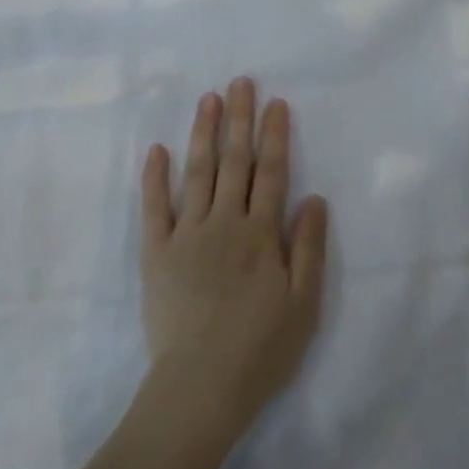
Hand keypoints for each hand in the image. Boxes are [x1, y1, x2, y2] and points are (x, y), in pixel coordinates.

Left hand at [139, 78, 328, 439]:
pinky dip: (155, 177)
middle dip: (239, 118)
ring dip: (203, 132)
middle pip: (234, 161)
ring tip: (207, 99)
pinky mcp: (156, 252)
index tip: (275, 103)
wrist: (201, 386)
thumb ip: (308, 247)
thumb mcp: (304, 304)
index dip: (275, 135)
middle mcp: (224, 222)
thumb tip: (314, 197)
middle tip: (239, 82)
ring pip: (197, 172)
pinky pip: (154, 206)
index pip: (271, 172)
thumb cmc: (261, 349)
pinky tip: (157, 149)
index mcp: (260, 233)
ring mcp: (186, 234)